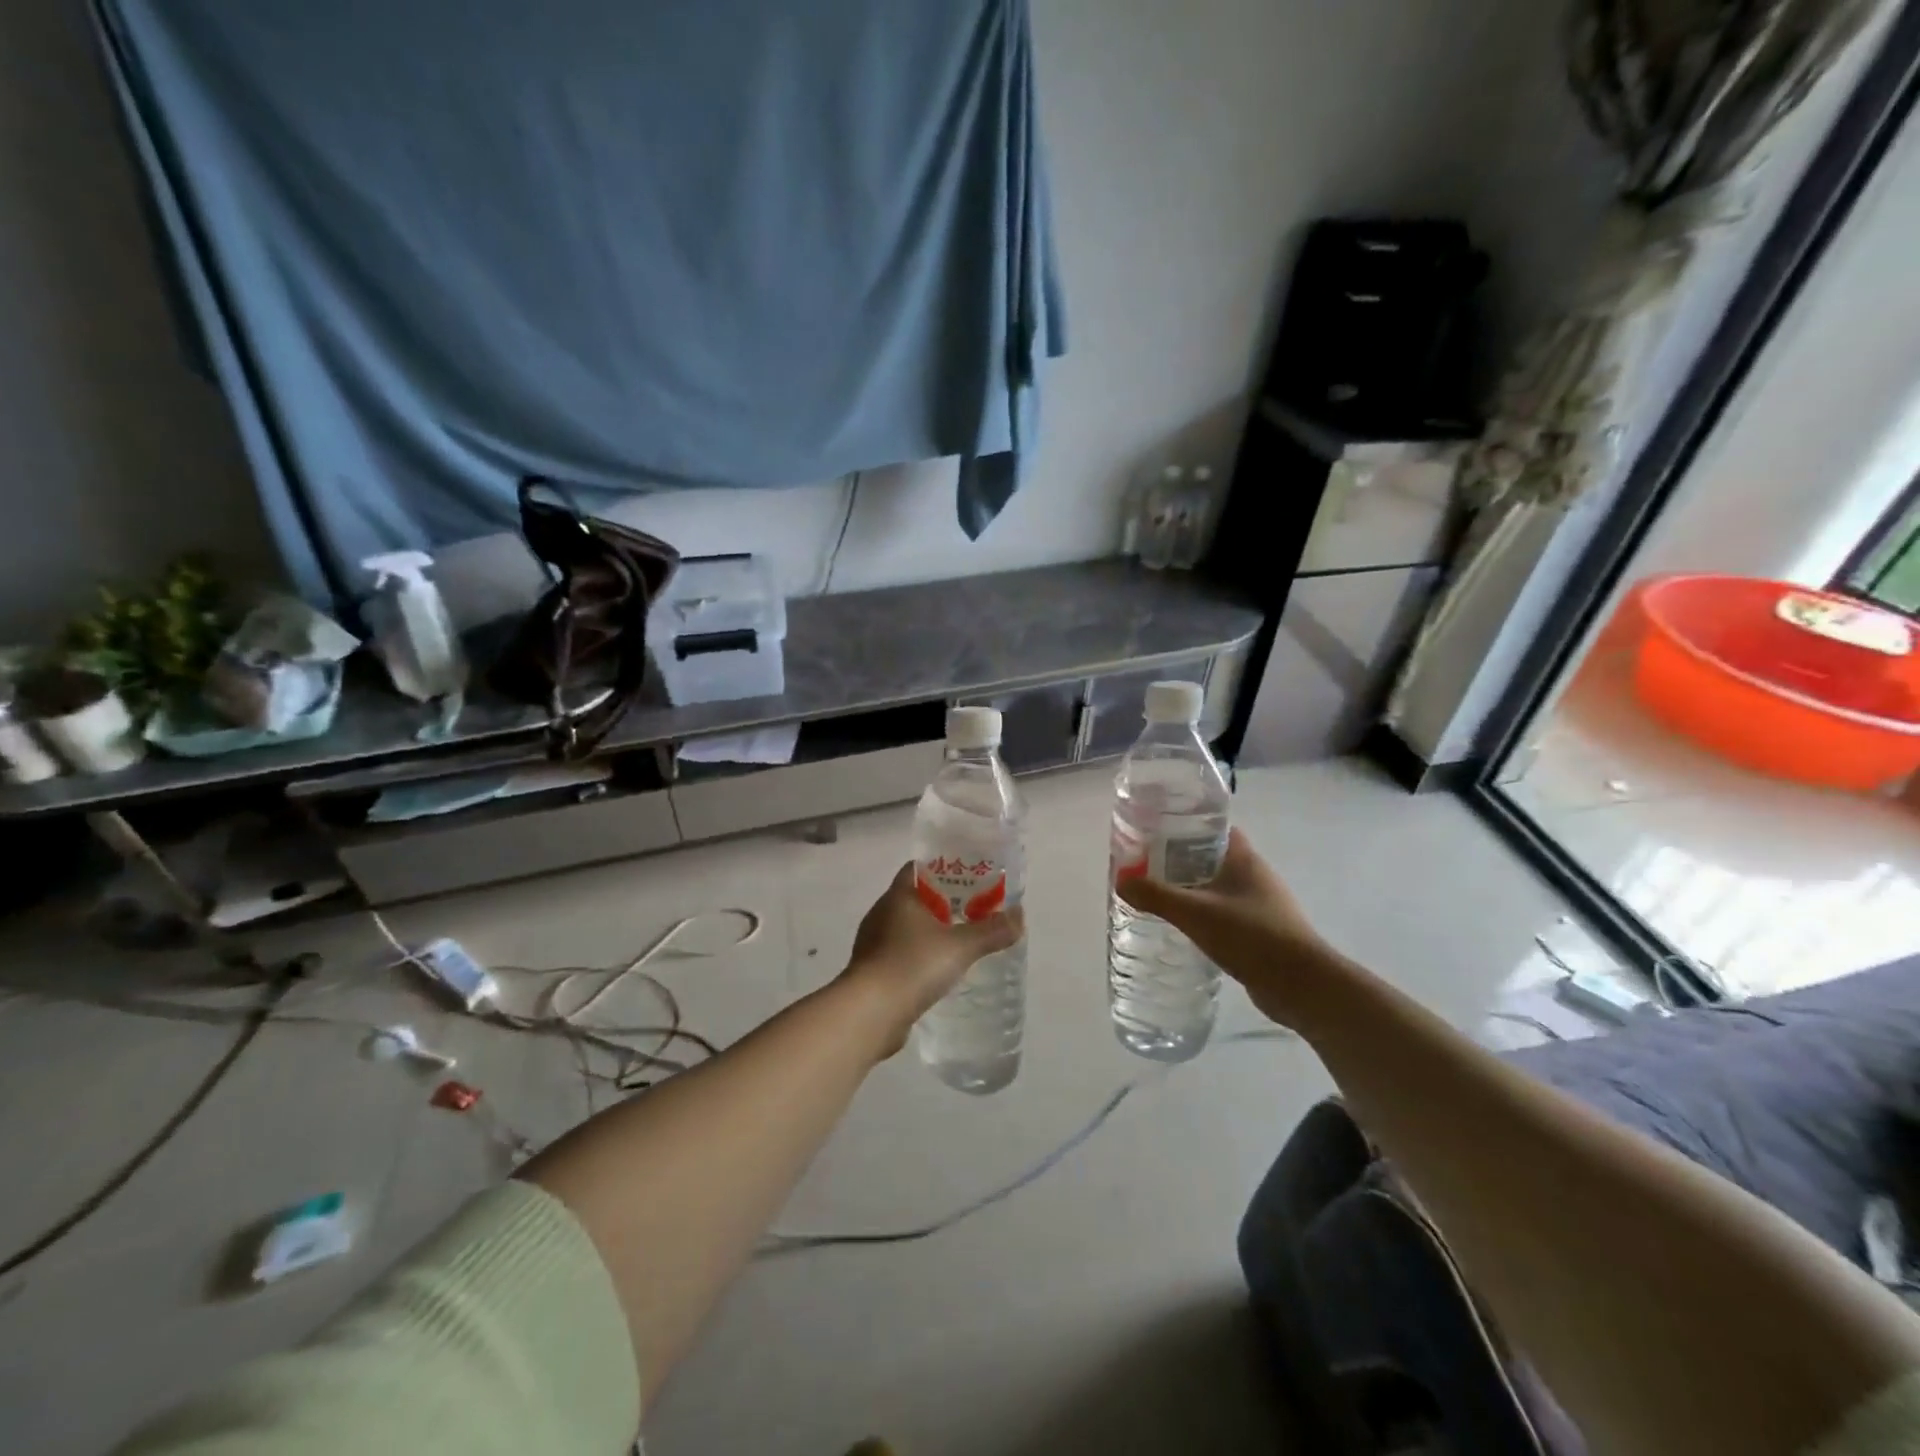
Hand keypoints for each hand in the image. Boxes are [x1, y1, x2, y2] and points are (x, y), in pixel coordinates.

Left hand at [840, 863, 1022, 1056]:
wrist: (869, 1013)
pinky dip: (918, 957)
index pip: (918, 869)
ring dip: (930, 932)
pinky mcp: (872, 971)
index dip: (943, 869)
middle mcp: (881, 913)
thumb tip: (1019, 916)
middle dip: (942, 903)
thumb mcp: (960, 946)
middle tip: (974, 910)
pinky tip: (938, 972)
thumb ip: (991, 931)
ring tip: (960, 942)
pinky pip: (900, 955)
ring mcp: (873, 943)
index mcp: (898, 896)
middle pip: (915, 898)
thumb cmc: (912, 965)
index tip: (968, 876)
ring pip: (906, 928)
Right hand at [1118, 829, 1335, 1027]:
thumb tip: (1121, 880)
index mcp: (1244, 859)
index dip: (1185, 826)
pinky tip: (1184, 928)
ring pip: (1218, 887)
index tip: (1155, 832)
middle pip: (1212, 857)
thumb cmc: (1251, 936)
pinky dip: (1204, 915)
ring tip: (1158, 897)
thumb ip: (1155, 895)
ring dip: (1192, 890)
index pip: (1213, 828)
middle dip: (1180, 860)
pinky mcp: (1261, 932)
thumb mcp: (1195, 913)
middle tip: (1146, 867)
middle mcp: (1255, 876)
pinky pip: (1225, 914)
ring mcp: (1261, 905)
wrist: (1302, 986)